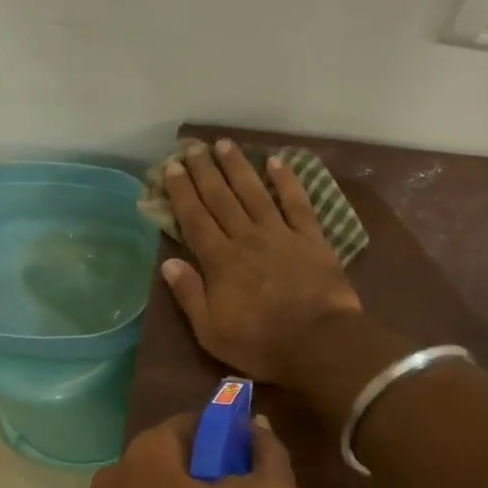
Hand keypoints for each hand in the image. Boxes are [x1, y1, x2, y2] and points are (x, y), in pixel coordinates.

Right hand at [160, 138, 361, 384]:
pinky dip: (287, 181)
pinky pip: (296, 203)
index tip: (172, 167)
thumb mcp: (211, 331)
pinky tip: (276, 161)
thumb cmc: (261, 343)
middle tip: (193, 147)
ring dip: (238, 167)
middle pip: (221, 198)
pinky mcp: (310, 238)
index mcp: (220, 261)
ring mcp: (280, 234)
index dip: (182, 192)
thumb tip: (168, 263)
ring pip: (254, 192)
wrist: (319, 342)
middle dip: (205, 171)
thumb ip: (190, 295)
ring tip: (224, 144)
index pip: (195, 218)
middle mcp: (246, 238)